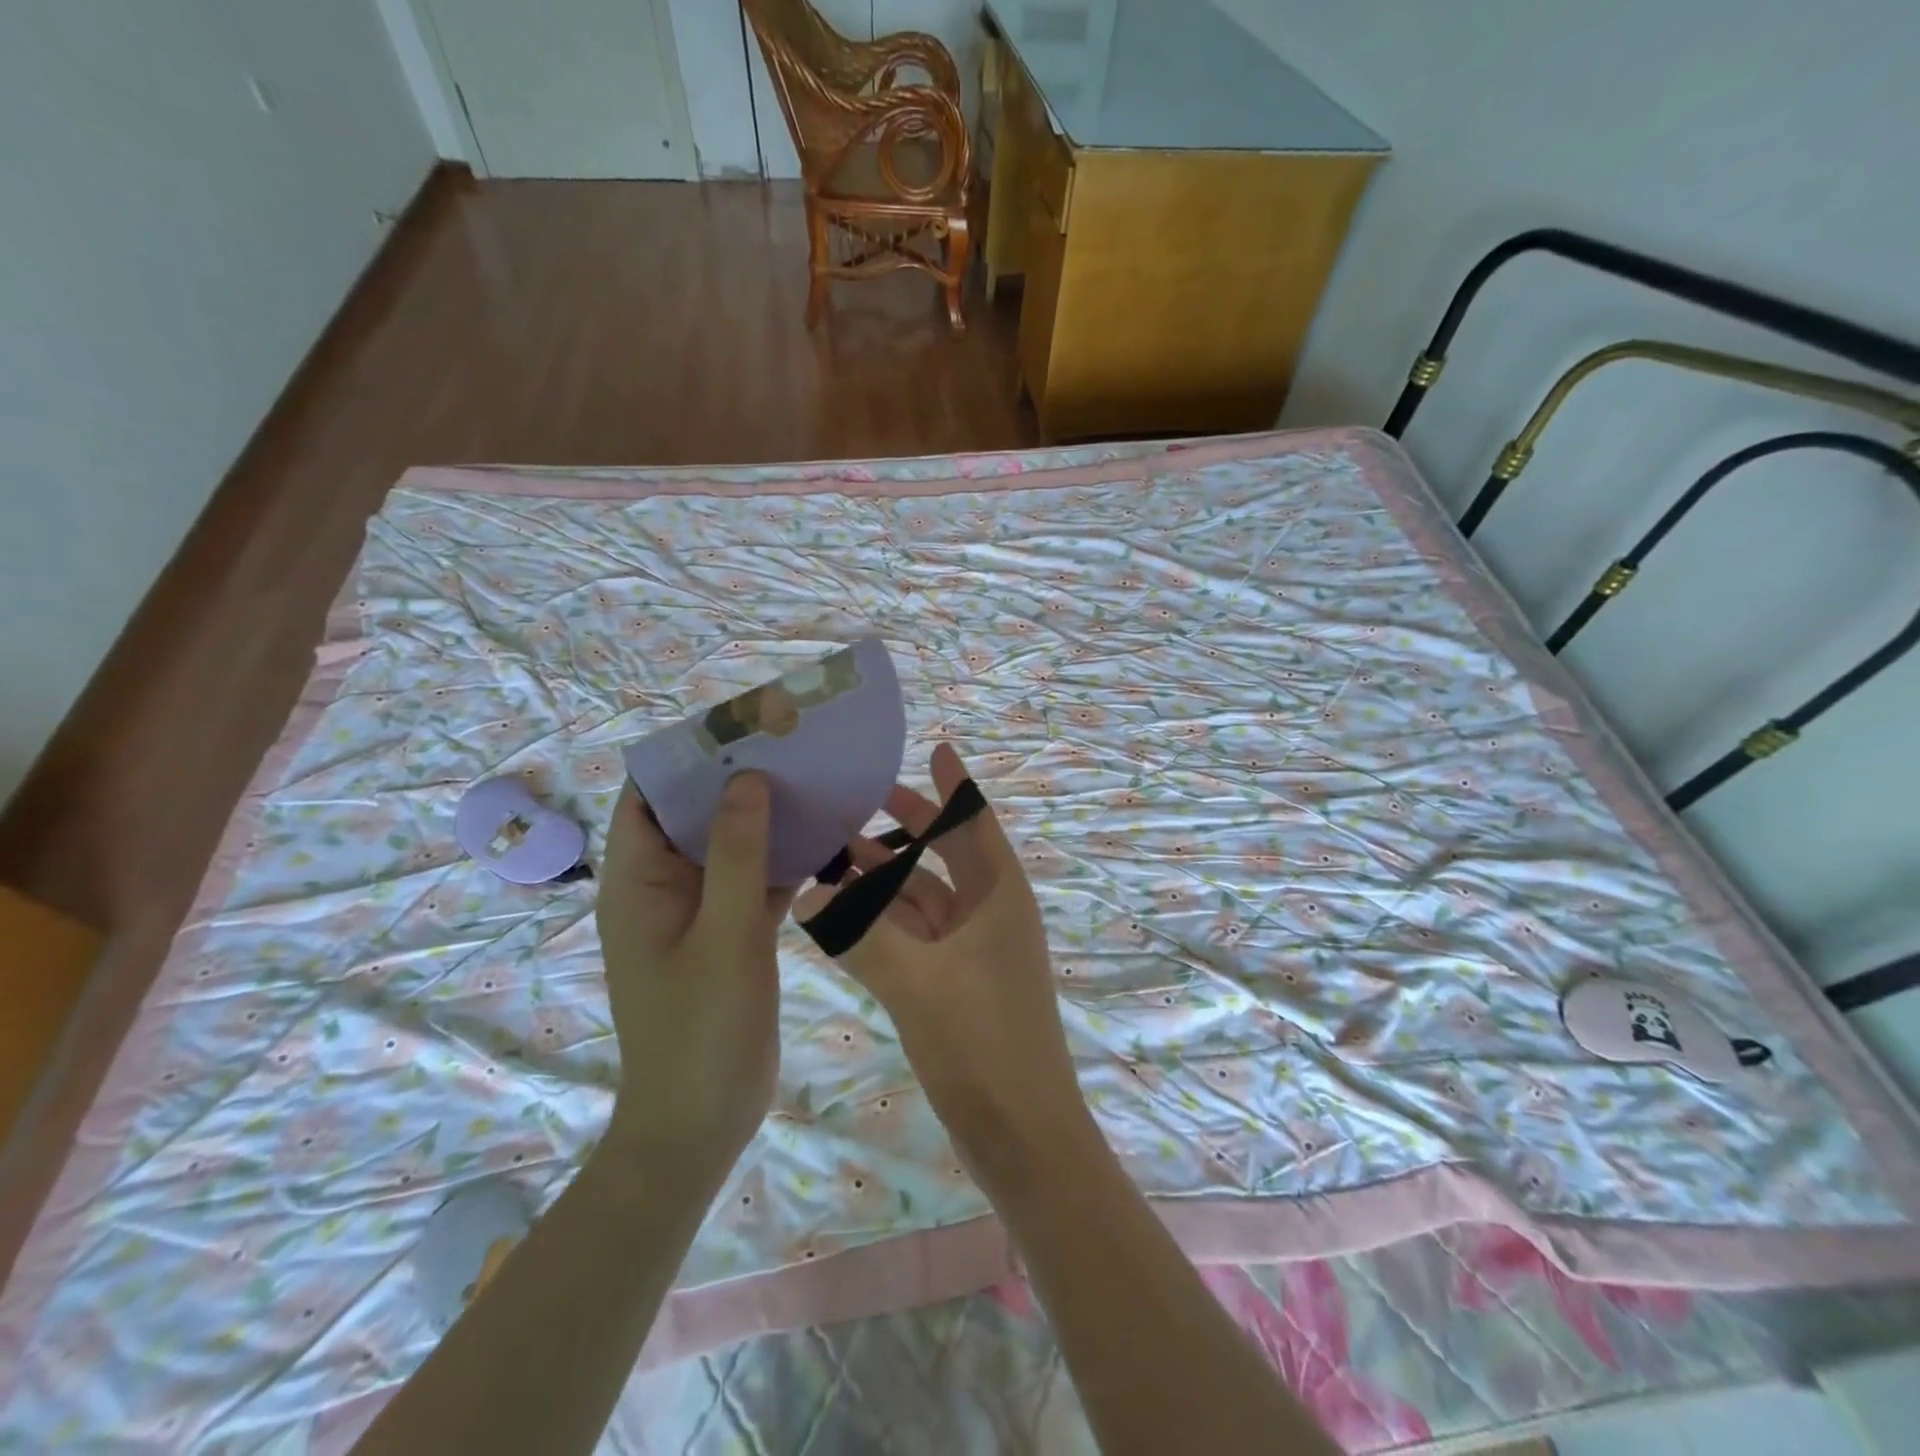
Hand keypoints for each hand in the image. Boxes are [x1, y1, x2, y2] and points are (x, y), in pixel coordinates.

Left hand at [596, 775, 793, 1178]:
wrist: (702, 1123)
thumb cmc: (701, 1028)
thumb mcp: (725, 934)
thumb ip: (738, 854)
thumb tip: (747, 778)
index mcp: (638, 882)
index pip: (648, 797)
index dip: (685, 758)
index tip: (739, 728)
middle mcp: (662, 888)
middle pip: (694, 817)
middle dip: (736, 781)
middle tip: (789, 747)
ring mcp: (698, 913)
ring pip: (729, 848)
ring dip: (764, 820)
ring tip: (811, 780)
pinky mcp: (729, 935)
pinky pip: (753, 883)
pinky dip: (781, 862)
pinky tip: (824, 840)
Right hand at [794, 744, 1093, 1178]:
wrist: (1022, 1136)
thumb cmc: (983, 1045)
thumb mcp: (918, 983)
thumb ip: (861, 936)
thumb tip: (811, 895)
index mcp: (1000, 897)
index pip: (976, 823)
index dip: (956, 786)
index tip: (935, 748)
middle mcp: (991, 914)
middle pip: (948, 854)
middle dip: (910, 826)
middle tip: (862, 798)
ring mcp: (973, 951)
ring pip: (925, 896)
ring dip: (888, 875)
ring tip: (837, 848)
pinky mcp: (956, 983)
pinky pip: (915, 935)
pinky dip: (885, 919)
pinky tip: (844, 911)